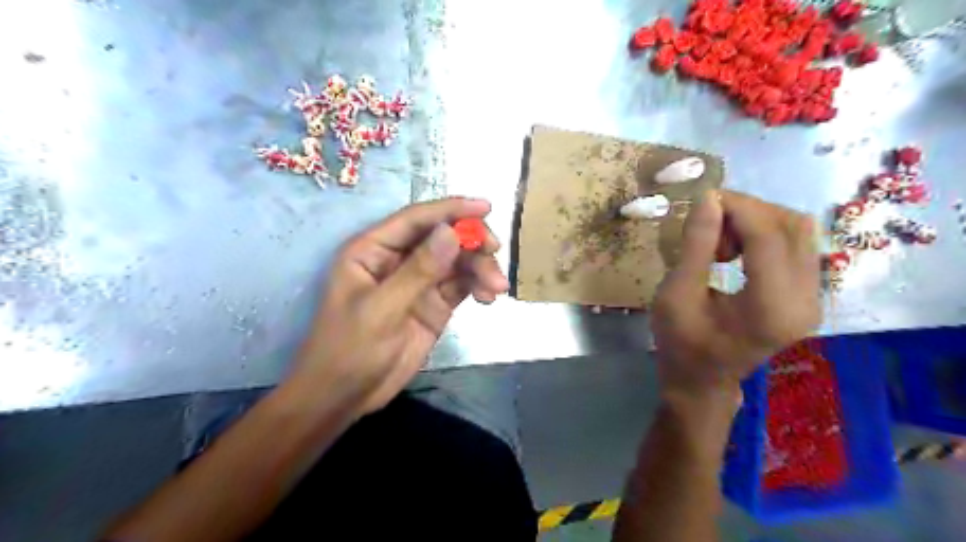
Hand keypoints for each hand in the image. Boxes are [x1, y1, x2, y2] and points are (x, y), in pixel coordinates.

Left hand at [291, 198, 507, 414]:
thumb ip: (419, 271)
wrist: (345, 397)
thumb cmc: (349, 350)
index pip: (416, 219)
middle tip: (494, 253)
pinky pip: (462, 285)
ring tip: (496, 289)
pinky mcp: (434, 304)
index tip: (486, 207)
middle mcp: (398, 259)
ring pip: (457, 261)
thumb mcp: (382, 309)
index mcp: (373, 250)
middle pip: (442, 237)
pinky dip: (478, 286)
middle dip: (471, 242)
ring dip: (480, 268)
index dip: (451, 209)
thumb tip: (452, 233)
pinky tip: (488, 298)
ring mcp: (418, 282)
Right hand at [648, 189, 822, 396]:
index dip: (737, 207)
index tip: (703, 200)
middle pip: (793, 226)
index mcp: (770, 307)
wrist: (701, 381)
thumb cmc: (681, 343)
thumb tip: (709, 198)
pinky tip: (737, 250)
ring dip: (758, 221)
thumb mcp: (676, 294)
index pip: (768, 235)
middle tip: (709, 225)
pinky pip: (797, 246)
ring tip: (721, 241)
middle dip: (748, 211)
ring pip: (800, 231)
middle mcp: (806, 301)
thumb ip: (695, 246)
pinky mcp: (809, 296)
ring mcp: (813, 299)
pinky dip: (765, 235)